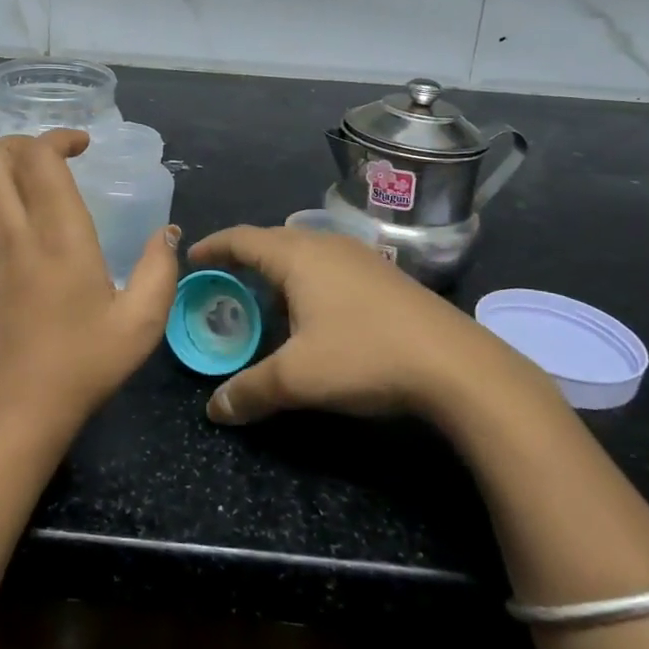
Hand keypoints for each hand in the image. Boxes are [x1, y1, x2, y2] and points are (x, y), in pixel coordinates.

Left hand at [0, 131, 180, 436]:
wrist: (14, 409)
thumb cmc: (83, 363)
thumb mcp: (141, 322)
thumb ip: (160, 269)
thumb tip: (166, 233)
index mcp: (57, 234)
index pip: (38, 156)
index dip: (57, 137)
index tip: (82, 147)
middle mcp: (12, 231)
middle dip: (20, 143)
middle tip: (51, 160)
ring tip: (28, 183)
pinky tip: (15, 224)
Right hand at [190, 226, 538, 429]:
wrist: (457, 364)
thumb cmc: (365, 355)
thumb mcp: (298, 379)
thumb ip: (250, 391)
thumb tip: (214, 410)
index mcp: (298, 255)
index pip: (242, 238)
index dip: (213, 246)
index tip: (191, 258)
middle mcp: (326, 245)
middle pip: (272, 240)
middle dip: (243, 258)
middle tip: (223, 281)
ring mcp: (360, 257)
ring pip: (304, 252)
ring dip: (278, 270)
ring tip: (264, 298)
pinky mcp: (383, 275)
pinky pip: (328, 265)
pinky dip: (306, 279)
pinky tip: (313, 312)